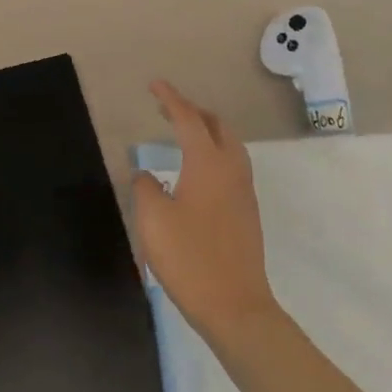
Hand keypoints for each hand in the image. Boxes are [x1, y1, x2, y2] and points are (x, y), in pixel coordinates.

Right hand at [131, 81, 278, 341]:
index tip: (154, 85)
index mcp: (208, 163)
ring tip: (182, 135)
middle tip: (167, 110)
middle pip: (217, 126)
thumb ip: (145, 188)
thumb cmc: (189, 257)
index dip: (170, 99)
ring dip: (206, 132)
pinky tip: (196, 171)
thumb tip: (146, 174)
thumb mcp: (153, 219)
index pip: (188, 119)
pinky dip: (214, 153)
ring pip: (229, 145)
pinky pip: (232, 165)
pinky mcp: (247, 212)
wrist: (235, 306)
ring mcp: (244, 191)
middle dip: (193, 111)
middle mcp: (231, 169)